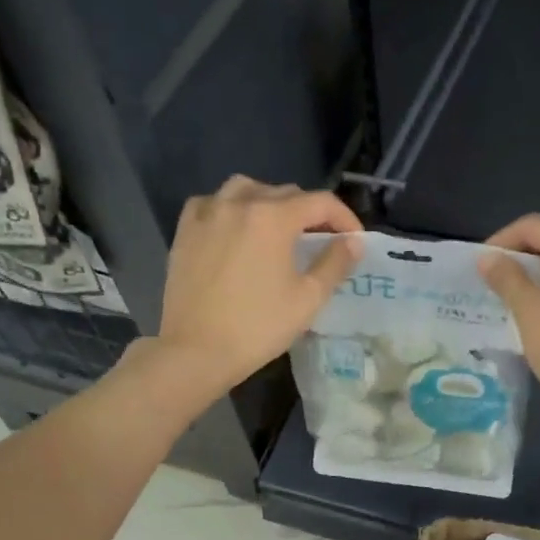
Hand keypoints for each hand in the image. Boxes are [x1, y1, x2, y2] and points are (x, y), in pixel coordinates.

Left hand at [155, 175, 362, 394]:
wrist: (197, 350)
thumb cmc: (258, 327)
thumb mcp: (308, 299)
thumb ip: (334, 264)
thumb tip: (353, 242)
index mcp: (274, 218)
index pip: (320, 202)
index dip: (344, 218)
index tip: (354, 240)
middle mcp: (240, 203)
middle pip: (285, 193)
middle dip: (310, 212)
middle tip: (321, 240)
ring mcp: (208, 213)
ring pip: (246, 189)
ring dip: (270, 202)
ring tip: (278, 228)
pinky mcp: (185, 230)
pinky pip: (212, 203)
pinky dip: (230, 208)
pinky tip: (235, 229)